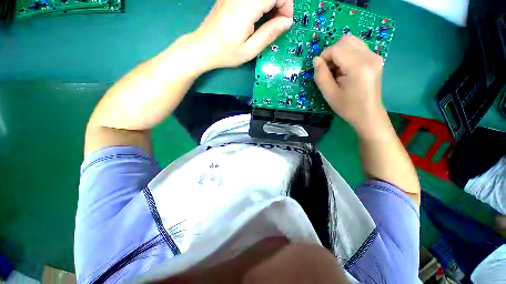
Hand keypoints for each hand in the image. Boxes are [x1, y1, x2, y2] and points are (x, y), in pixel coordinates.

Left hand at [192, 0, 292, 69]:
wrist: (204, 46)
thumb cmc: (226, 53)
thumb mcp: (250, 50)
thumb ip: (269, 34)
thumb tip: (287, 22)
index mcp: (246, 7)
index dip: (286, 6)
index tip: (285, 23)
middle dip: (281, 4)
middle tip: (278, 23)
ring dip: (271, 4)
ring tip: (269, 21)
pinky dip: (262, 3)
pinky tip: (259, 16)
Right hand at [313, 35, 385, 136]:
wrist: (368, 115)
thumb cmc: (347, 108)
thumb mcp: (329, 94)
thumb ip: (321, 76)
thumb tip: (316, 60)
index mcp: (358, 67)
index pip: (337, 49)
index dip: (324, 56)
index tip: (319, 69)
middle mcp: (370, 57)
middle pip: (346, 40)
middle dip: (332, 52)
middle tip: (328, 69)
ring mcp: (375, 56)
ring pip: (352, 42)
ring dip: (339, 53)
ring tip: (336, 70)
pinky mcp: (376, 59)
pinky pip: (358, 48)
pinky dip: (347, 55)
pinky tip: (344, 69)